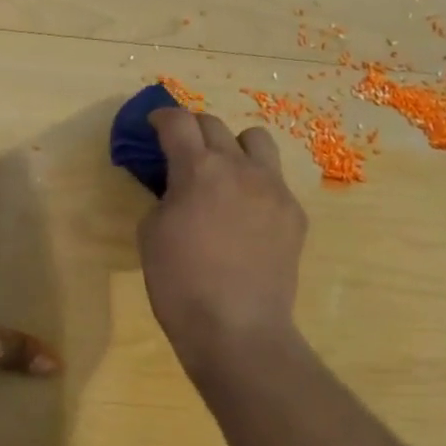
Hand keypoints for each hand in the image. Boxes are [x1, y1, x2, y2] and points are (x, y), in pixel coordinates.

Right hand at [140, 108, 307, 370]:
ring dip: (234, 146)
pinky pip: (274, 181)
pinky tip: (245, 214)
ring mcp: (273, 188)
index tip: (154, 125)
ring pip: (256, 141)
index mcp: (198, 170)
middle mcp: (239, 168)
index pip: (178, 122)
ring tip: (223, 172)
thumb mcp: (150, 234)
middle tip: (182, 150)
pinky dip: (255, 184)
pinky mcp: (294, 213)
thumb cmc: (180, 284)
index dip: (162, 117)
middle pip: (216, 125)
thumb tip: (176, 187)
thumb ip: (163, 196)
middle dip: (194, 130)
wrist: (237, 329)